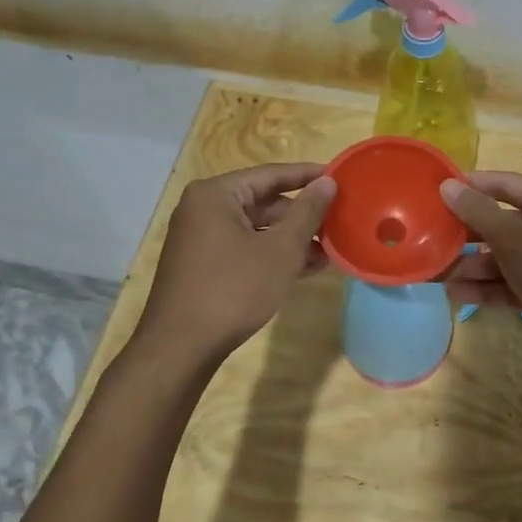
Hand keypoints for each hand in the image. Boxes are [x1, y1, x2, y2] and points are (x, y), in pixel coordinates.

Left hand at [136, 163, 335, 361]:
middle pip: (263, 202)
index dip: (308, 176)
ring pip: (256, 228)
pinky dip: (272, 255)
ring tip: (329, 251)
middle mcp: (203, 209)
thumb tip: (328, 181)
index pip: (271, 174)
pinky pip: (244, 248)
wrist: (181, 347)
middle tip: (339, 222)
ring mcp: (200, 238)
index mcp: (216, 194)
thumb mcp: (280, 249)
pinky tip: (304, 268)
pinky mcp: (203, 264)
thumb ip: (307, 212)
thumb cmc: (234, 289)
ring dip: (291, 239)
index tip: (340, 177)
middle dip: (302, 216)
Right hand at [440, 172, 521, 345]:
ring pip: (509, 257)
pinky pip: (518, 282)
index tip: (435, 193)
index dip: (470, 186)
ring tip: (437, 277)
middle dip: (468, 235)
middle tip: (430, 242)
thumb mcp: (517, 242)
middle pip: (504, 222)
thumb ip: (479, 214)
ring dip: (475, 266)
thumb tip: (448, 186)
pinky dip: (492, 288)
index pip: (506, 183)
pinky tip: (459, 296)